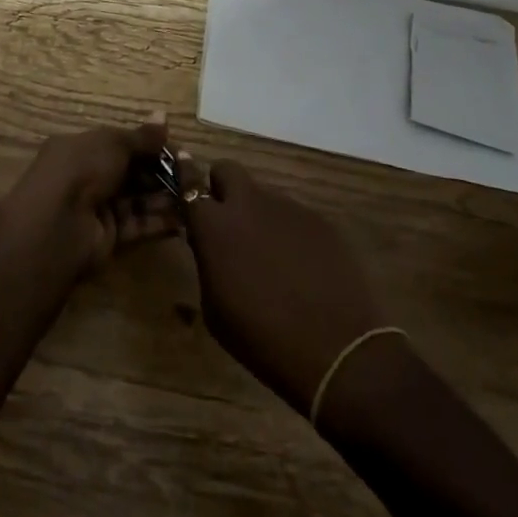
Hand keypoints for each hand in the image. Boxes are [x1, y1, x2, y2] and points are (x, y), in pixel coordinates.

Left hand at [0, 114, 181, 276]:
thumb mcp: (114, 143)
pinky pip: (138, 226)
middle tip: (193, 175)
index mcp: (83, 148)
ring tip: (196, 196)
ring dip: (165, 198)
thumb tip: (164, 115)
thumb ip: (142, 137)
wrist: (57, 224)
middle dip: (162, 173)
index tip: (180, 151)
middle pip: (132, 173)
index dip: (150, 146)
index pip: (122, 145)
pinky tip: (185, 220)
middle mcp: (89, 176)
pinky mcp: (108, 237)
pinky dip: (159, 223)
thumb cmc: (82, 169)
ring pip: (138, 200)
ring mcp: (98, 208)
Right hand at [185, 161, 386, 415]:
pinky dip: (289, 232)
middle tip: (228, 219)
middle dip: (223, 187)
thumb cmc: (261, 338)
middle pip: (227, 170)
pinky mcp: (319, 220)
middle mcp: (249, 204)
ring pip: (263, 195)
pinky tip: (301, 266)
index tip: (182, 165)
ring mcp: (287, 208)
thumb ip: (206, 261)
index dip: (184, 173)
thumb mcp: (214, 308)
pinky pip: (293, 216)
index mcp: (215, 225)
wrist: (335, 351)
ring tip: (272, 255)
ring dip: (258, 214)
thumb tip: (207, 240)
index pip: (190, 182)